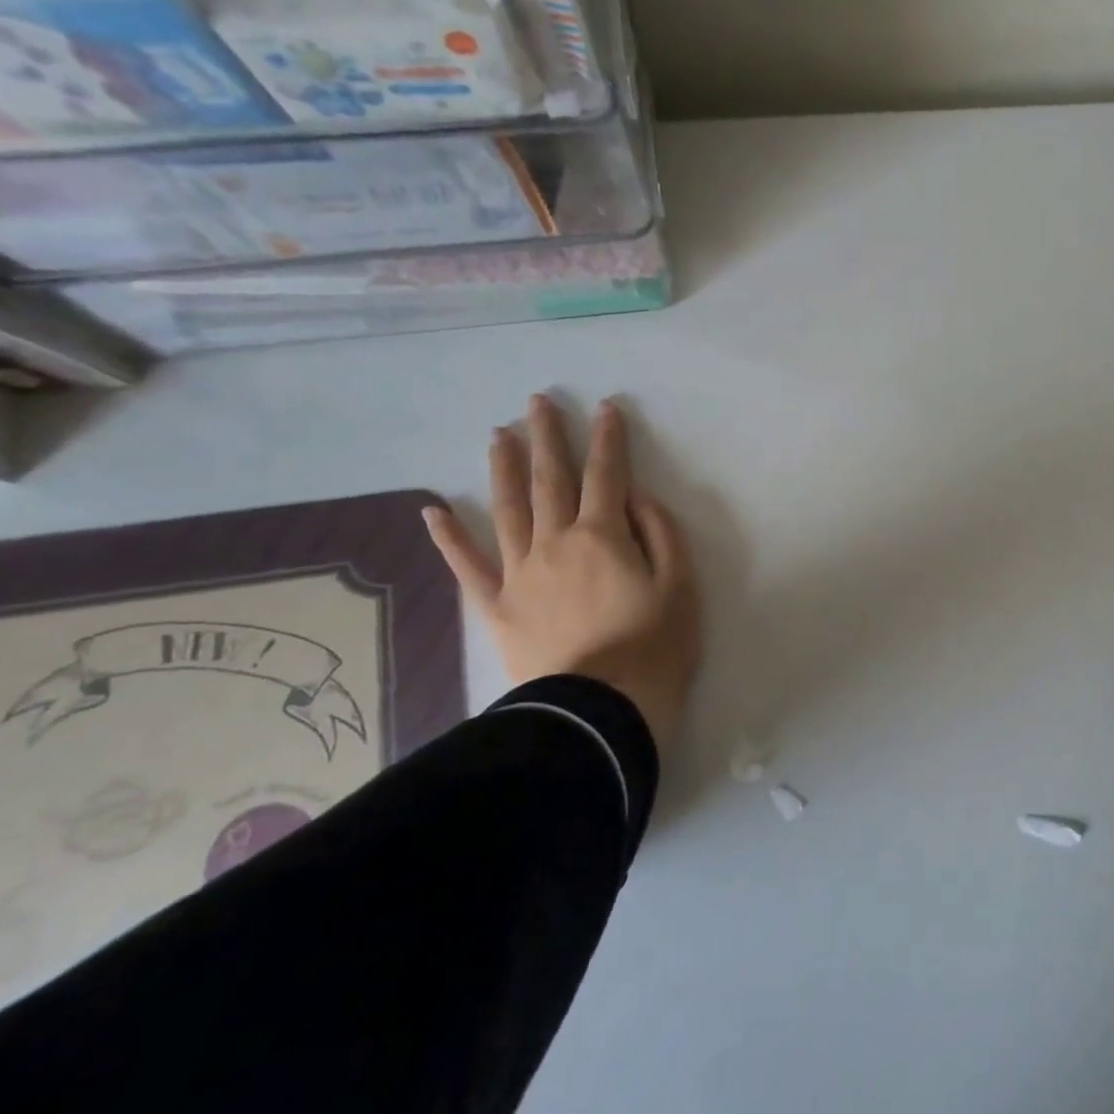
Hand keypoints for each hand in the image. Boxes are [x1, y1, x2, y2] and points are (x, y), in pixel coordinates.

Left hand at [423, 394, 699, 746]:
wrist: (600, 711)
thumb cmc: (654, 648)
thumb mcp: (681, 587)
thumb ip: (661, 535)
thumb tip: (638, 499)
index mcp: (603, 537)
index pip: (607, 475)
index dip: (608, 439)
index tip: (605, 408)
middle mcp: (556, 543)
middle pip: (551, 480)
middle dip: (547, 438)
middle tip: (537, 402)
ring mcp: (519, 574)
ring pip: (507, 510)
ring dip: (503, 469)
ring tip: (497, 435)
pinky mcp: (497, 607)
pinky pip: (468, 567)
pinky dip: (448, 538)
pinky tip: (432, 511)